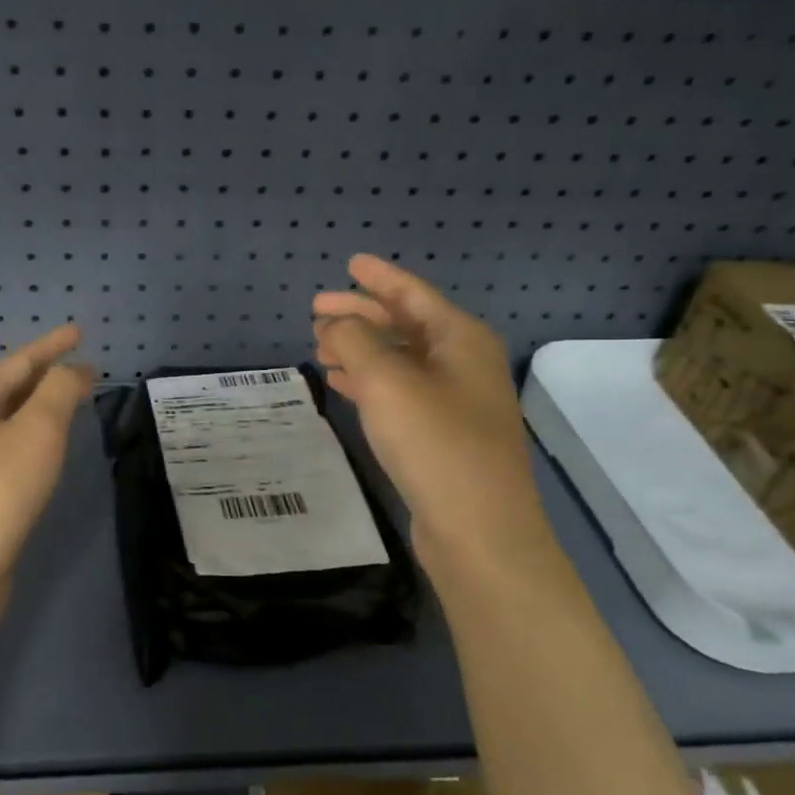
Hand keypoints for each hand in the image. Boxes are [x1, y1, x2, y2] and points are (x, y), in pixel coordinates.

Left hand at [0, 323, 94, 605]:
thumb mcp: (37, 430)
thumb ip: (59, 391)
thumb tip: (74, 369)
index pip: (20, 364)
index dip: (52, 346)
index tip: (79, 332)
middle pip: (9, 391)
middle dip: (45, 377)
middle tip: (80, 369)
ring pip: (8, 423)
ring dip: (39, 409)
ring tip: (68, 403)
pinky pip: (8, 452)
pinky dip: (32, 440)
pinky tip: (45, 453)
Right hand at [313, 256, 551, 563]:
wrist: (478, 530)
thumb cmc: (435, 443)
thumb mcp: (387, 382)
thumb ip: (355, 341)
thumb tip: (336, 323)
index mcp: (460, 339)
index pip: (413, 294)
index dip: (378, 277)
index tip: (348, 263)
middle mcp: (463, 364)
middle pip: (405, 325)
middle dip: (361, 315)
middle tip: (316, 312)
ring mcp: (455, 402)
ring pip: (399, 361)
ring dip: (360, 350)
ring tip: (319, 346)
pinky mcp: (442, 436)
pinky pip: (399, 393)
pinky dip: (369, 383)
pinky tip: (341, 384)